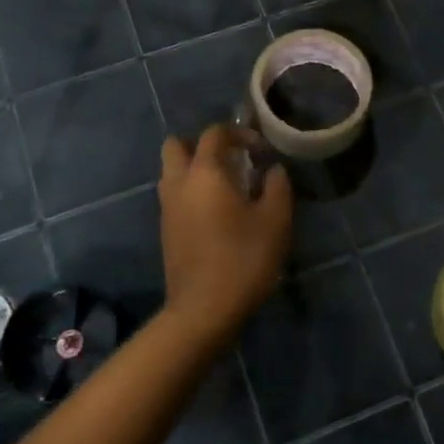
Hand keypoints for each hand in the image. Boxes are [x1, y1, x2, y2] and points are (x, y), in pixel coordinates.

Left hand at [159, 123, 292, 338]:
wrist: (204, 309)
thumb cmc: (243, 258)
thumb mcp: (275, 220)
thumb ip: (277, 186)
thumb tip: (273, 170)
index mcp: (204, 173)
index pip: (214, 134)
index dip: (239, 133)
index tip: (261, 150)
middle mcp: (178, 183)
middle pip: (176, 146)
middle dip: (202, 145)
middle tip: (231, 160)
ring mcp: (167, 208)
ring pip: (172, 172)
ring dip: (194, 169)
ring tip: (227, 187)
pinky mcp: (166, 230)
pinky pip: (174, 196)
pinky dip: (191, 193)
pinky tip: (217, 213)